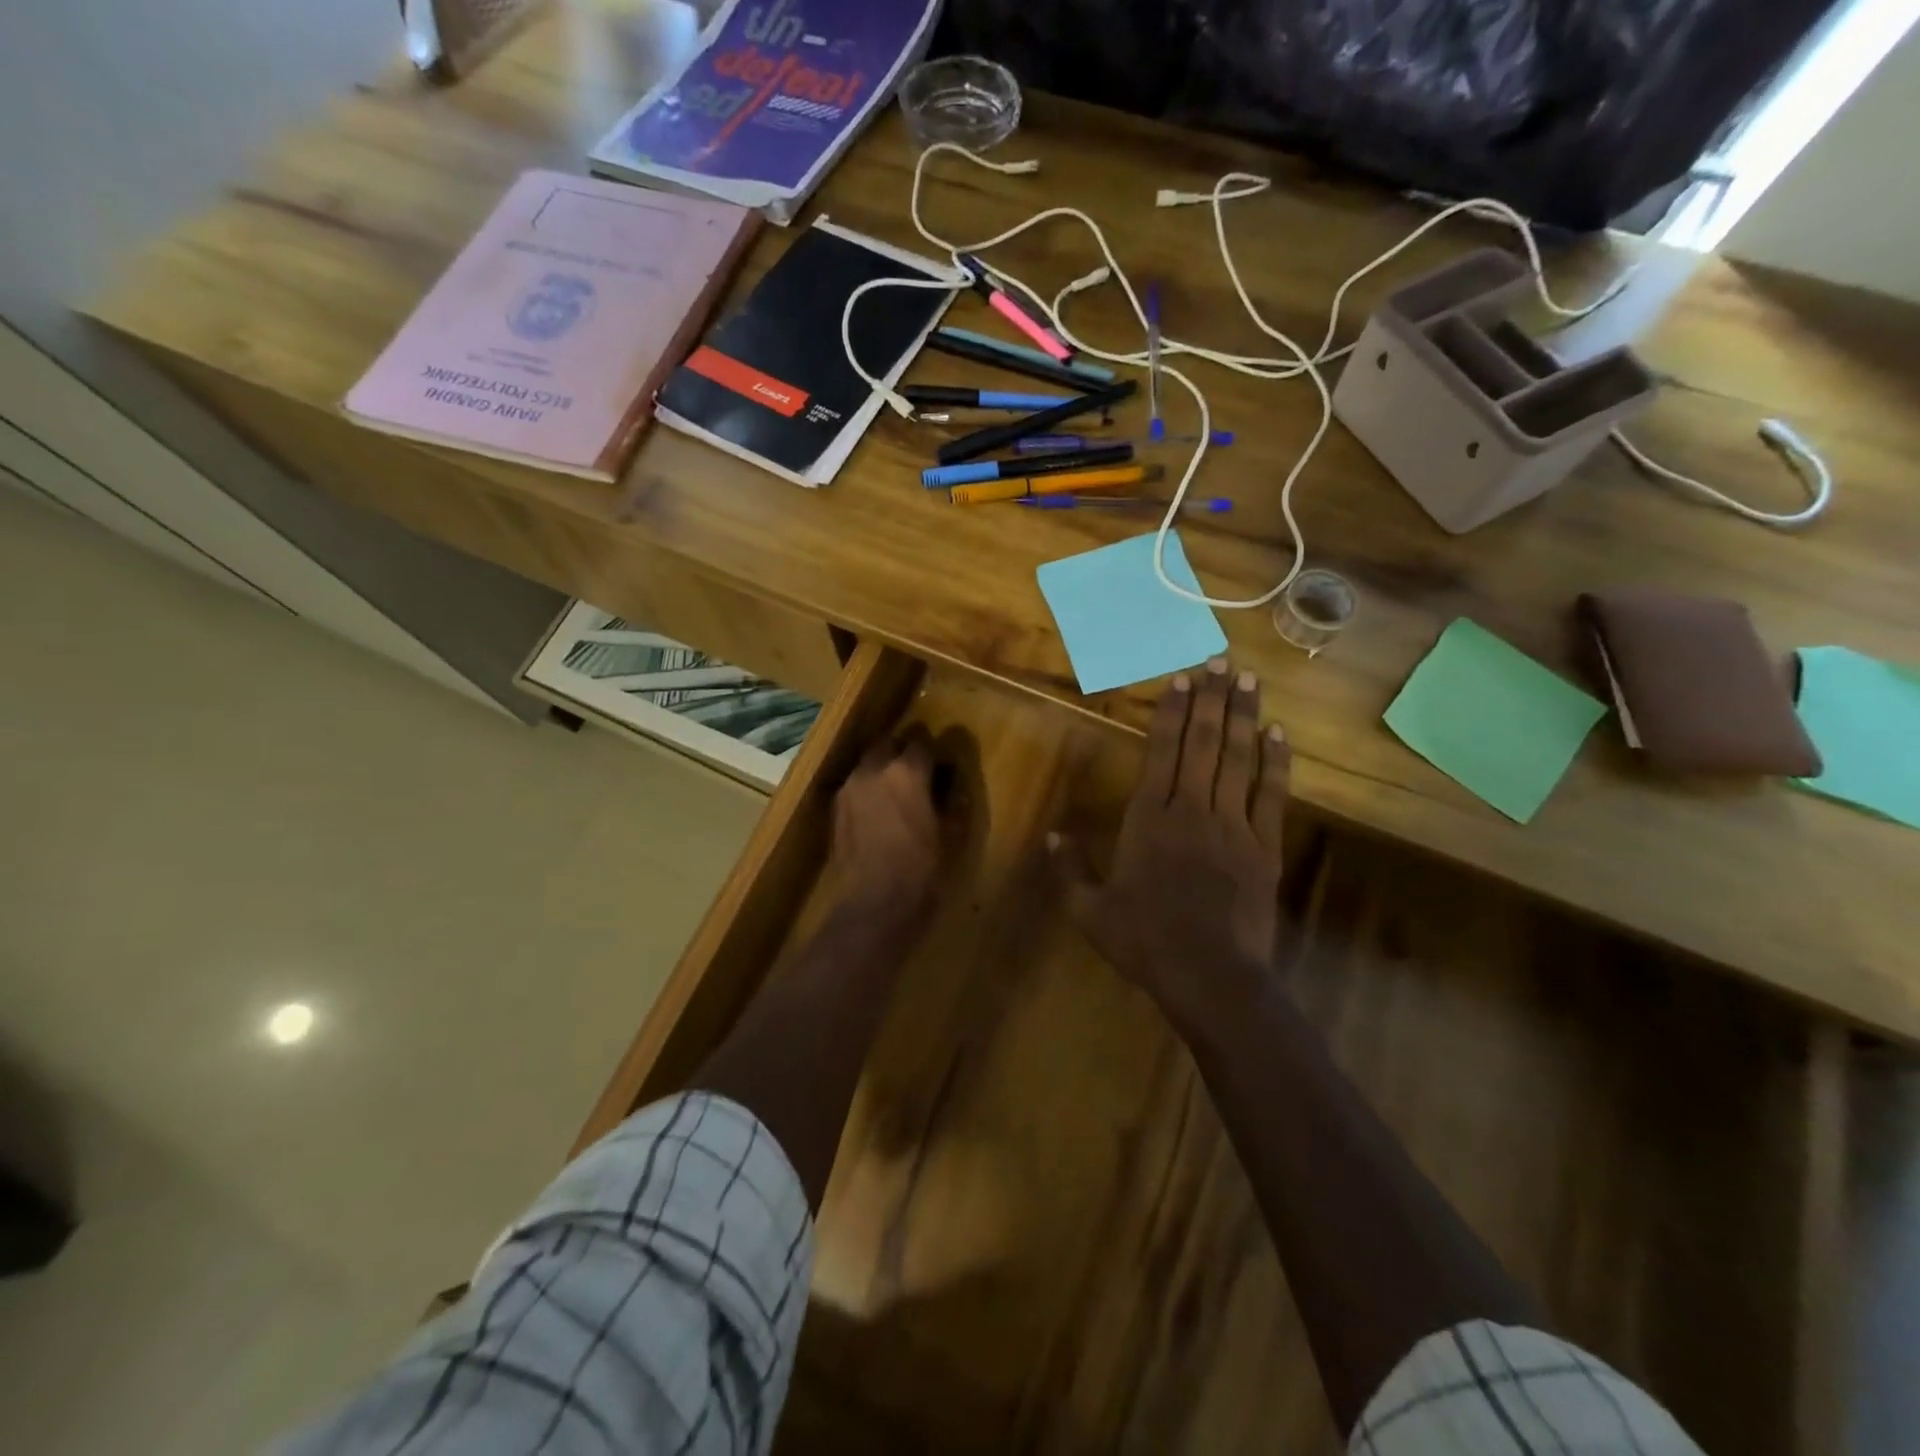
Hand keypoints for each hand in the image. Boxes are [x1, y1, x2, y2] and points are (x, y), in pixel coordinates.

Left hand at [829, 729, 956, 932]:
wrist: (874, 903)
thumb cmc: (922, 870)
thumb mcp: (952, 834)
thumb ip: (953, 798)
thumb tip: (953, 780)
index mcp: (907, 772)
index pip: (923, 742)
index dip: (935, 751)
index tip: (943, 764)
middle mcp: (874, 770)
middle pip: (889, 743)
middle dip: (904, 751)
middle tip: (920, 772)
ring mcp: (850, 787)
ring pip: (869, 762)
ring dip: (884, 768)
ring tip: (897, 791)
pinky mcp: (836, 808)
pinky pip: (856, 784)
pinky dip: (869, 787)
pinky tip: (879, 809)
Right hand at [1049, 659, 1290, 1035]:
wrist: (1209, 975)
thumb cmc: (1144, 941)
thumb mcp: (1090, 911)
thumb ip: (1070, 869)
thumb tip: (1052, 834)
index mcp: (1148, 820)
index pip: (1161, 754)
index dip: (1172, 714)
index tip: (1182, 679)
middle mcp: (1191, 810)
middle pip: (1202, 745)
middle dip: (1210, 700)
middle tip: (1218, 660)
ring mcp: (1232, 825)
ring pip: (1238, 760)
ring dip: (1242, 717)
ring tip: (1248, 679)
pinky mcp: (1264, 846)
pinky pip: (1271, 795)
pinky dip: (1276, 763)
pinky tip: (1279, 734)